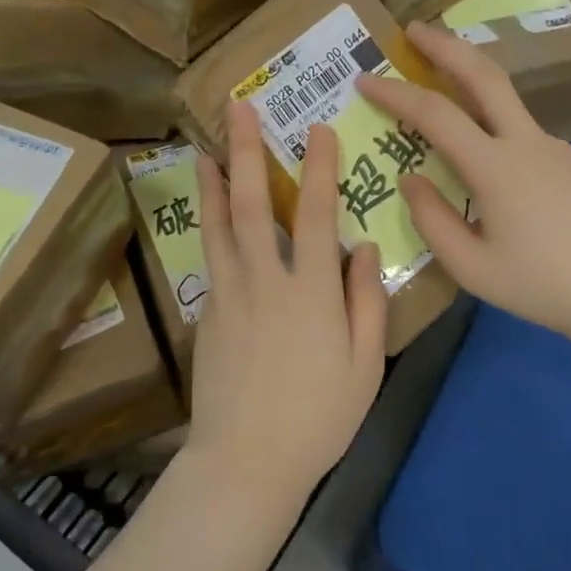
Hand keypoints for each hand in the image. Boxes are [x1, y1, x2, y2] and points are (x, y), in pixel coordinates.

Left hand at [185, 100, 389, 506]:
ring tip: (205, 147)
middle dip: (245, 150)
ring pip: (217, 224)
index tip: (317, 129)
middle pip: (250, 203)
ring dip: (212, 181)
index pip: (315, 213)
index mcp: (310, 291)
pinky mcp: (207, 313)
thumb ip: (366, 301)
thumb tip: (363, 246)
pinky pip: (210, 256)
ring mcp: (228, 294)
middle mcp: (264, 279)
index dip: (318, 167)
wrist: (246, 461)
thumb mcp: (364, 365)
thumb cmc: (317, 417)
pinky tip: (209, 214)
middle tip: (237, 109)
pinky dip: (208, 225)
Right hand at [354, 21, 570, 351]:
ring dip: (469, 73)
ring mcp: (553, 147)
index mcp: (495, 167)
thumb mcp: (471, 267)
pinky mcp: (569, 161)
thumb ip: (432, 220)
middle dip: (444, 44)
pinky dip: (489, 112)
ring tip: (439, 73)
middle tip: (412, 28)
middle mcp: (525, 142)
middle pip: (483, 74)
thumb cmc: (542, 286)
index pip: (434, 113)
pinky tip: (480, 143)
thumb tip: (411, 179)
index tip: (364, 79)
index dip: (395, 93)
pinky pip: (519, 125)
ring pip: (505, 94)